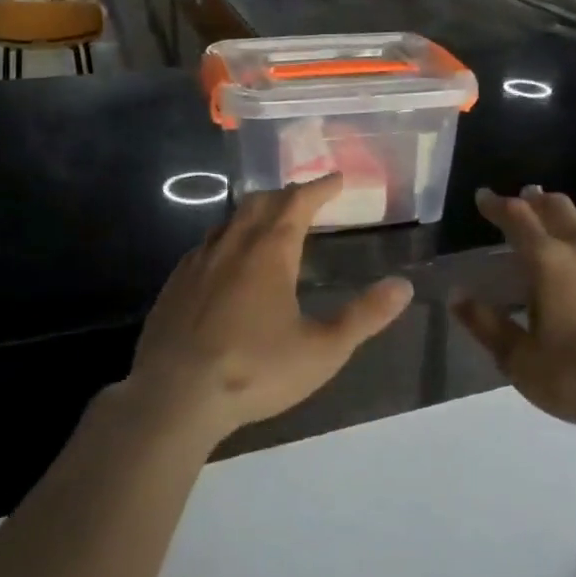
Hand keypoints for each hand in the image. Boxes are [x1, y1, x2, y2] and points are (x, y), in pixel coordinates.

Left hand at [130, 172, 412, 437]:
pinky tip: (227, 263)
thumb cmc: (254, 370)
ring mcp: (198, 261)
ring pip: (230, 220)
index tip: (336, 179)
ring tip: (269, 225)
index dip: (319, 187)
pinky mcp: (174, 284)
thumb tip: (403, 286)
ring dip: (254, 214)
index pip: (298, 202)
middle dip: (286, 195)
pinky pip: (206, 245)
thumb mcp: (322, 350)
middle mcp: (233, 244)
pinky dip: (227, 239)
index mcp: (270, 250)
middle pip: (261, 202)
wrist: (172, 397)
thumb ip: (364, 316)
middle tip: (305, 199)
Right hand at [455, 186, 575, 431]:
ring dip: (571, 224)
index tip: (483, 196)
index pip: (517, 217)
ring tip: (563, 234)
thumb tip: (457, 296)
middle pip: (558, 207)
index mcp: (548, 262)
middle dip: (537, 199)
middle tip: (525, 198)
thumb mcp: (521, 360)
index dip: (497, 204)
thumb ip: (487, 325)